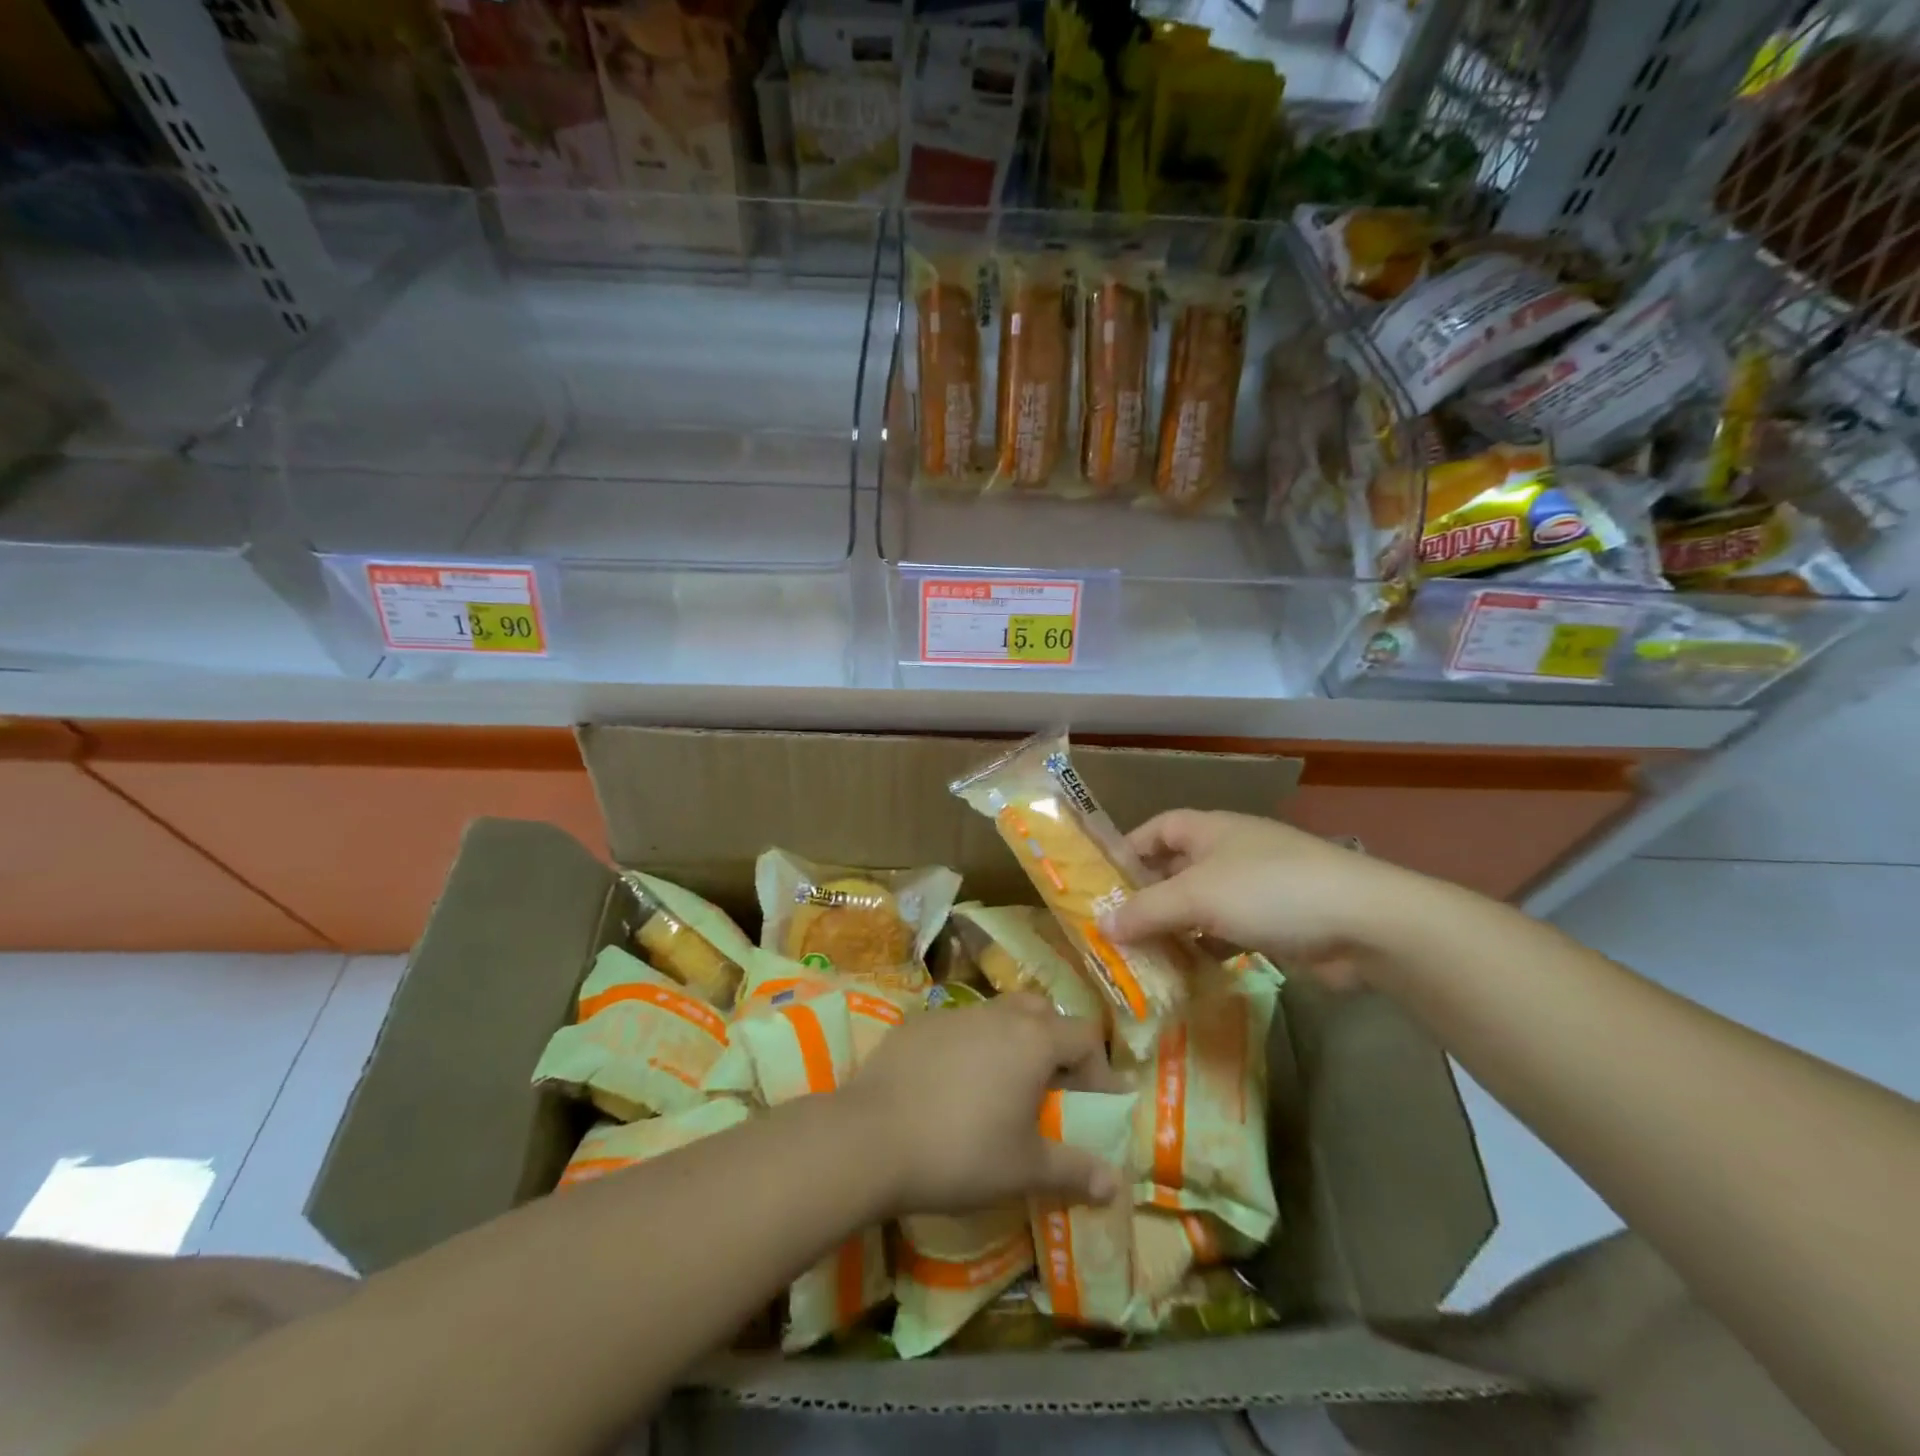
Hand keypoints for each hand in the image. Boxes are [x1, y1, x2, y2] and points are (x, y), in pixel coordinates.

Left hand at [842, 994, 1119, 1216]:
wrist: (871, 1137)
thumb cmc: (961, 1152)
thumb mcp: (1024, 1169)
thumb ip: (1074, 1171)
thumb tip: (1116, 1185)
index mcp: (1033, 1039)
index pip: (1084, 1035)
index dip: (1098, 1069)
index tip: (1092, 1105)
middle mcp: (998, 1014)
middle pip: (1042, 1012)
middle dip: (1055, 1043)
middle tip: (1050, 1088)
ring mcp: (954, 1013)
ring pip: (998, 1015)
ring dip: (1012, 1042)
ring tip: (1002, 1089)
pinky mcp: (918, 1023)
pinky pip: (960, 1027)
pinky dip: (971, 1048)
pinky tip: (953, 1087)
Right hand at [1104, 809, 1422, 987]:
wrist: (1364, 922)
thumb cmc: (1269, 890)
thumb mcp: (1197, 896)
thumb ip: (1146, 910)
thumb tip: (1100, 924)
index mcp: (1210, 829)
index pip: (1157, 828)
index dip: (1128, 849)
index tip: (1101, 882)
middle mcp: (1230, 852)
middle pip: (1176, 869)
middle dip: (1147, 897)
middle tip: (1113, 929)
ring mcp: (1256, 888)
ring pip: (1201, 905)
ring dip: (1175, 928)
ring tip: (1140, 956)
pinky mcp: (1276, 923)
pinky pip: (1227, 932)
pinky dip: (1206, 948)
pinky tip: (1187, 972)